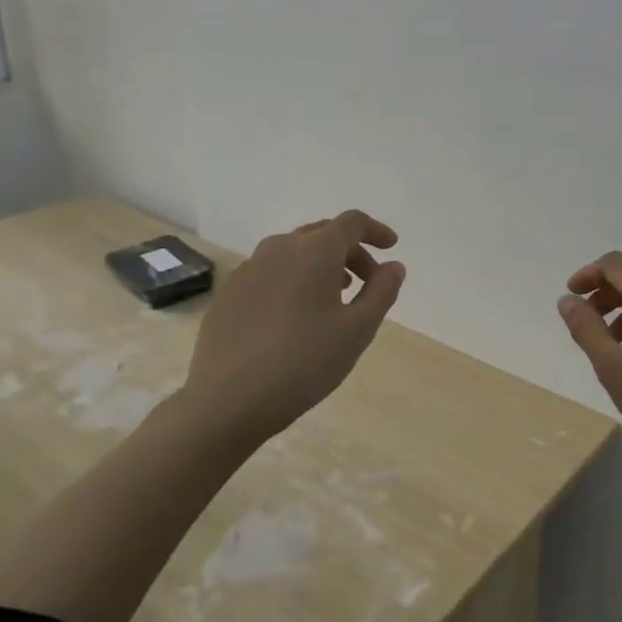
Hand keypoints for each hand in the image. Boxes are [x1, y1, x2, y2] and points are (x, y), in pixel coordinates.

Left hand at [184, 210, 405, 445]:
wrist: (228, 400)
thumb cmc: (304, 362)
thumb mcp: (357, 330)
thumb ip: (382, 291)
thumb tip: (393, 266)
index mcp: (314, 250)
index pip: (352, 222)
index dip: (376, 231)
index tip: (391, 248)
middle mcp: (279, 248)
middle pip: (322, 234)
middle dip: (350, 251)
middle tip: (367, 282)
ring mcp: (249, 269)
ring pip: (294, 252)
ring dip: (320, 266)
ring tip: (333, 299)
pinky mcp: (230, 292)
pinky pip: (270, 273)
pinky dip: (292, 281)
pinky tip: (294, 317)